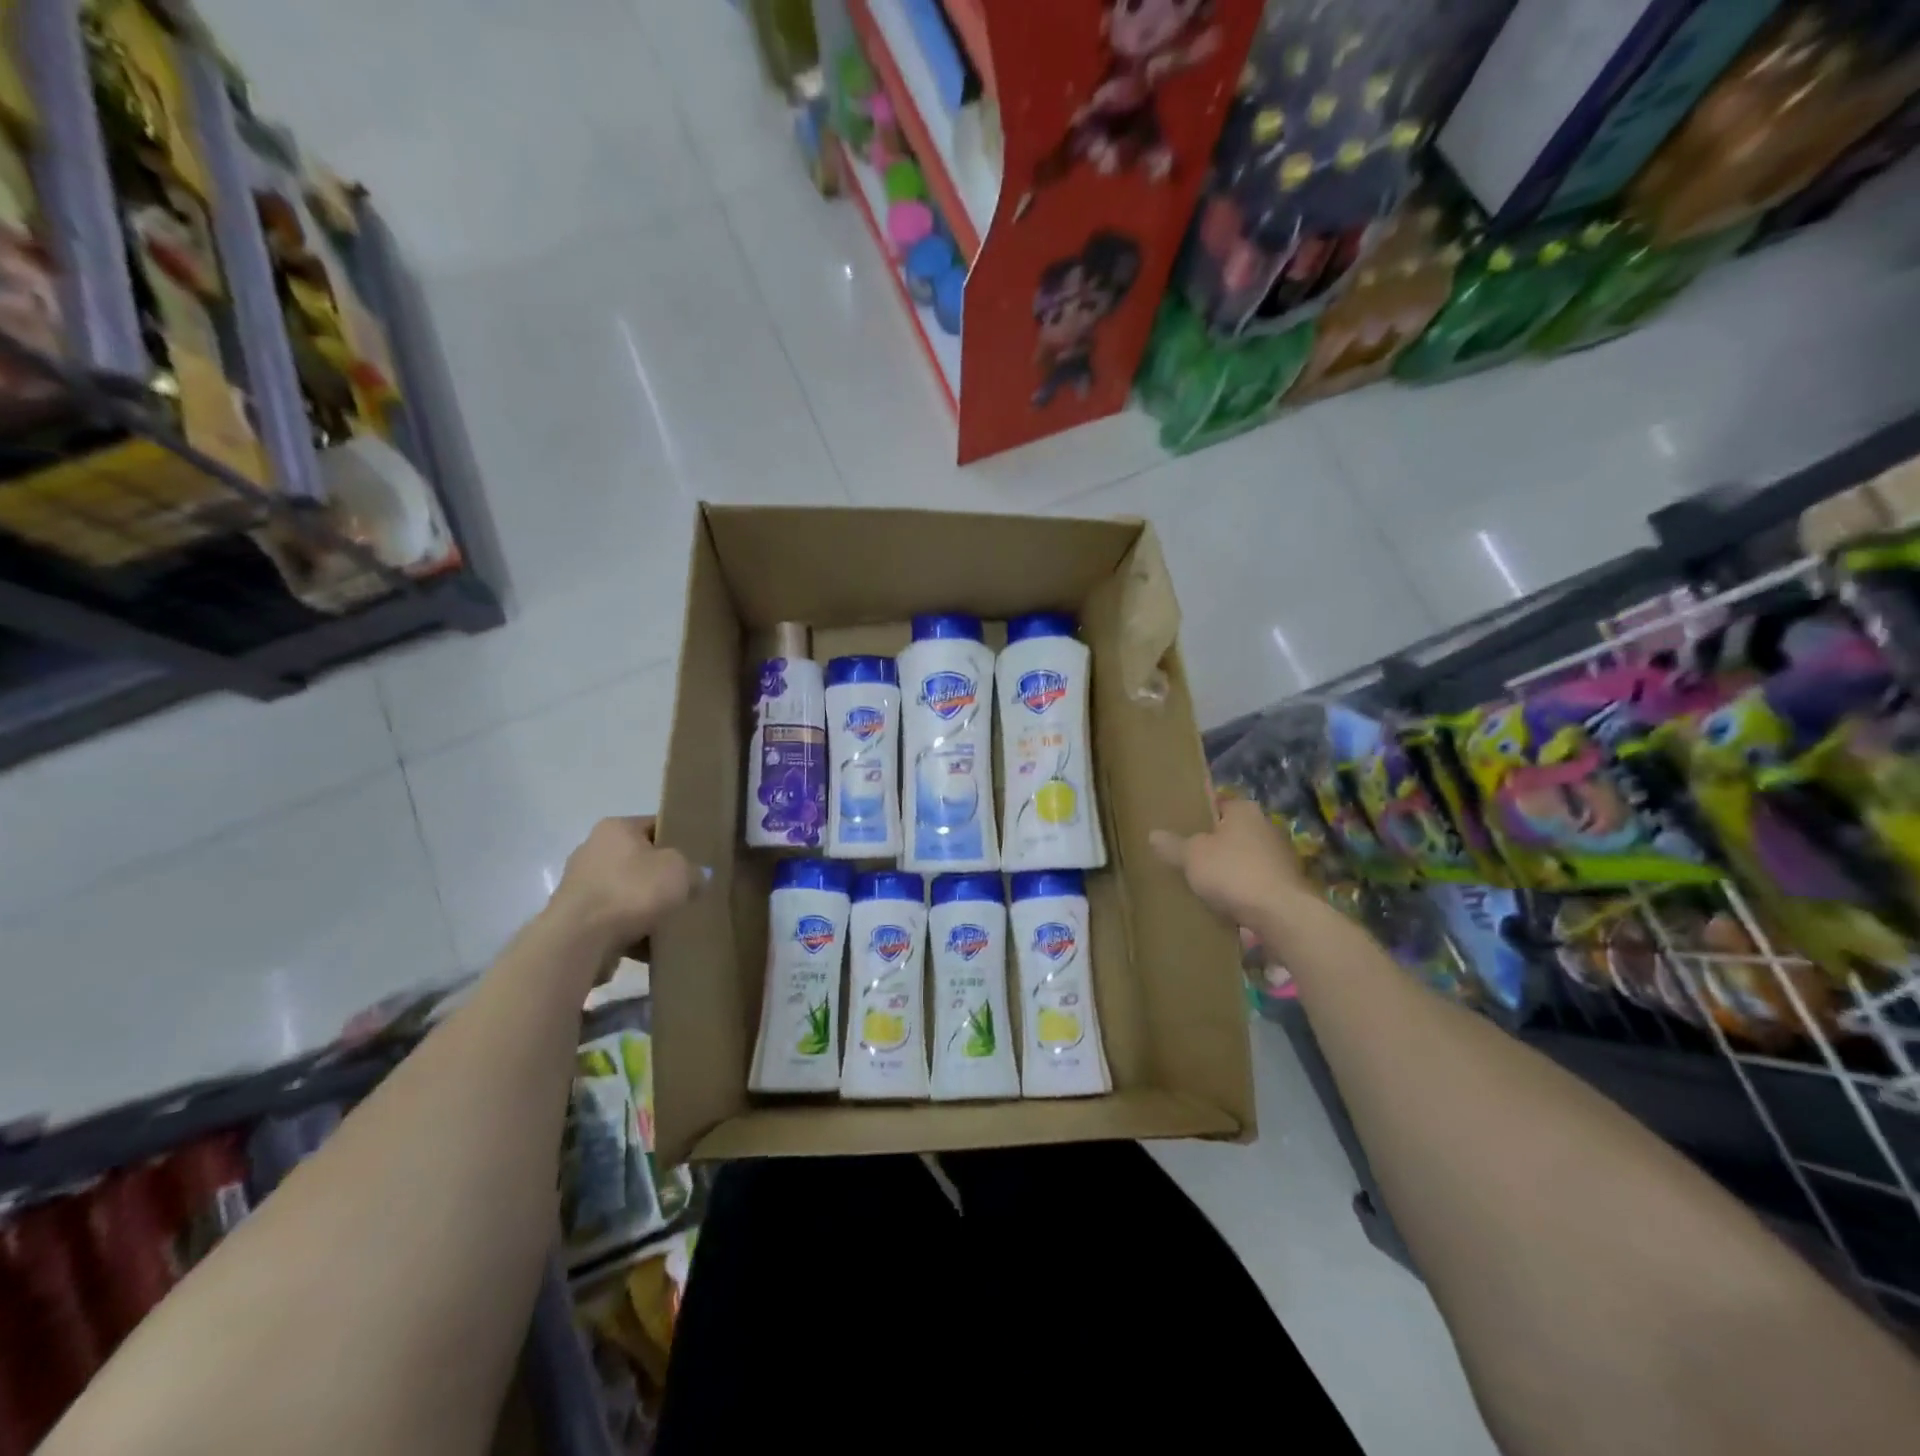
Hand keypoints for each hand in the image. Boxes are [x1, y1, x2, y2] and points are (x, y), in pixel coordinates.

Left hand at [550, 816, 700, 954]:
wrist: (580, 940)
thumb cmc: (632, 891)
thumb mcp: (680, 872)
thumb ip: (695, 871)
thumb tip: (697, 878)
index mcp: (615, 829)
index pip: (655, 826)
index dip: (680, 840)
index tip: (698, 859)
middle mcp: (593, 851)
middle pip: (640, 862)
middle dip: (662, 878)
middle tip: (688, 891)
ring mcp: (581, 887)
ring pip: (628, 893)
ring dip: (647, 907)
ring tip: (673, 922)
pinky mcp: (577, 920)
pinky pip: (615, 921)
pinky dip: (633, 931)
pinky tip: (653, 945)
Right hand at [1150, 798, 1310, 930]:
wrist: (1280, 915)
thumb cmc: (1232, 872)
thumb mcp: (1191, 856)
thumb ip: (1172, 845)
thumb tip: (1154, 834)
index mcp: (1244, 810)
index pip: (1218, 804)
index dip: (1199, 816)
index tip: (1181, 829)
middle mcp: (1267, 827)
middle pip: (1232, 833)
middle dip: (1213, 846)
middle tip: (1187, 857)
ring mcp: (1280, 858)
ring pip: (1244, 859)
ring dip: (1228, 870)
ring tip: (1202, 884)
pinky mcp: (1286, 886)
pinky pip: (1254, 883)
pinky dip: (1241, 891)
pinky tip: (1224, 904)